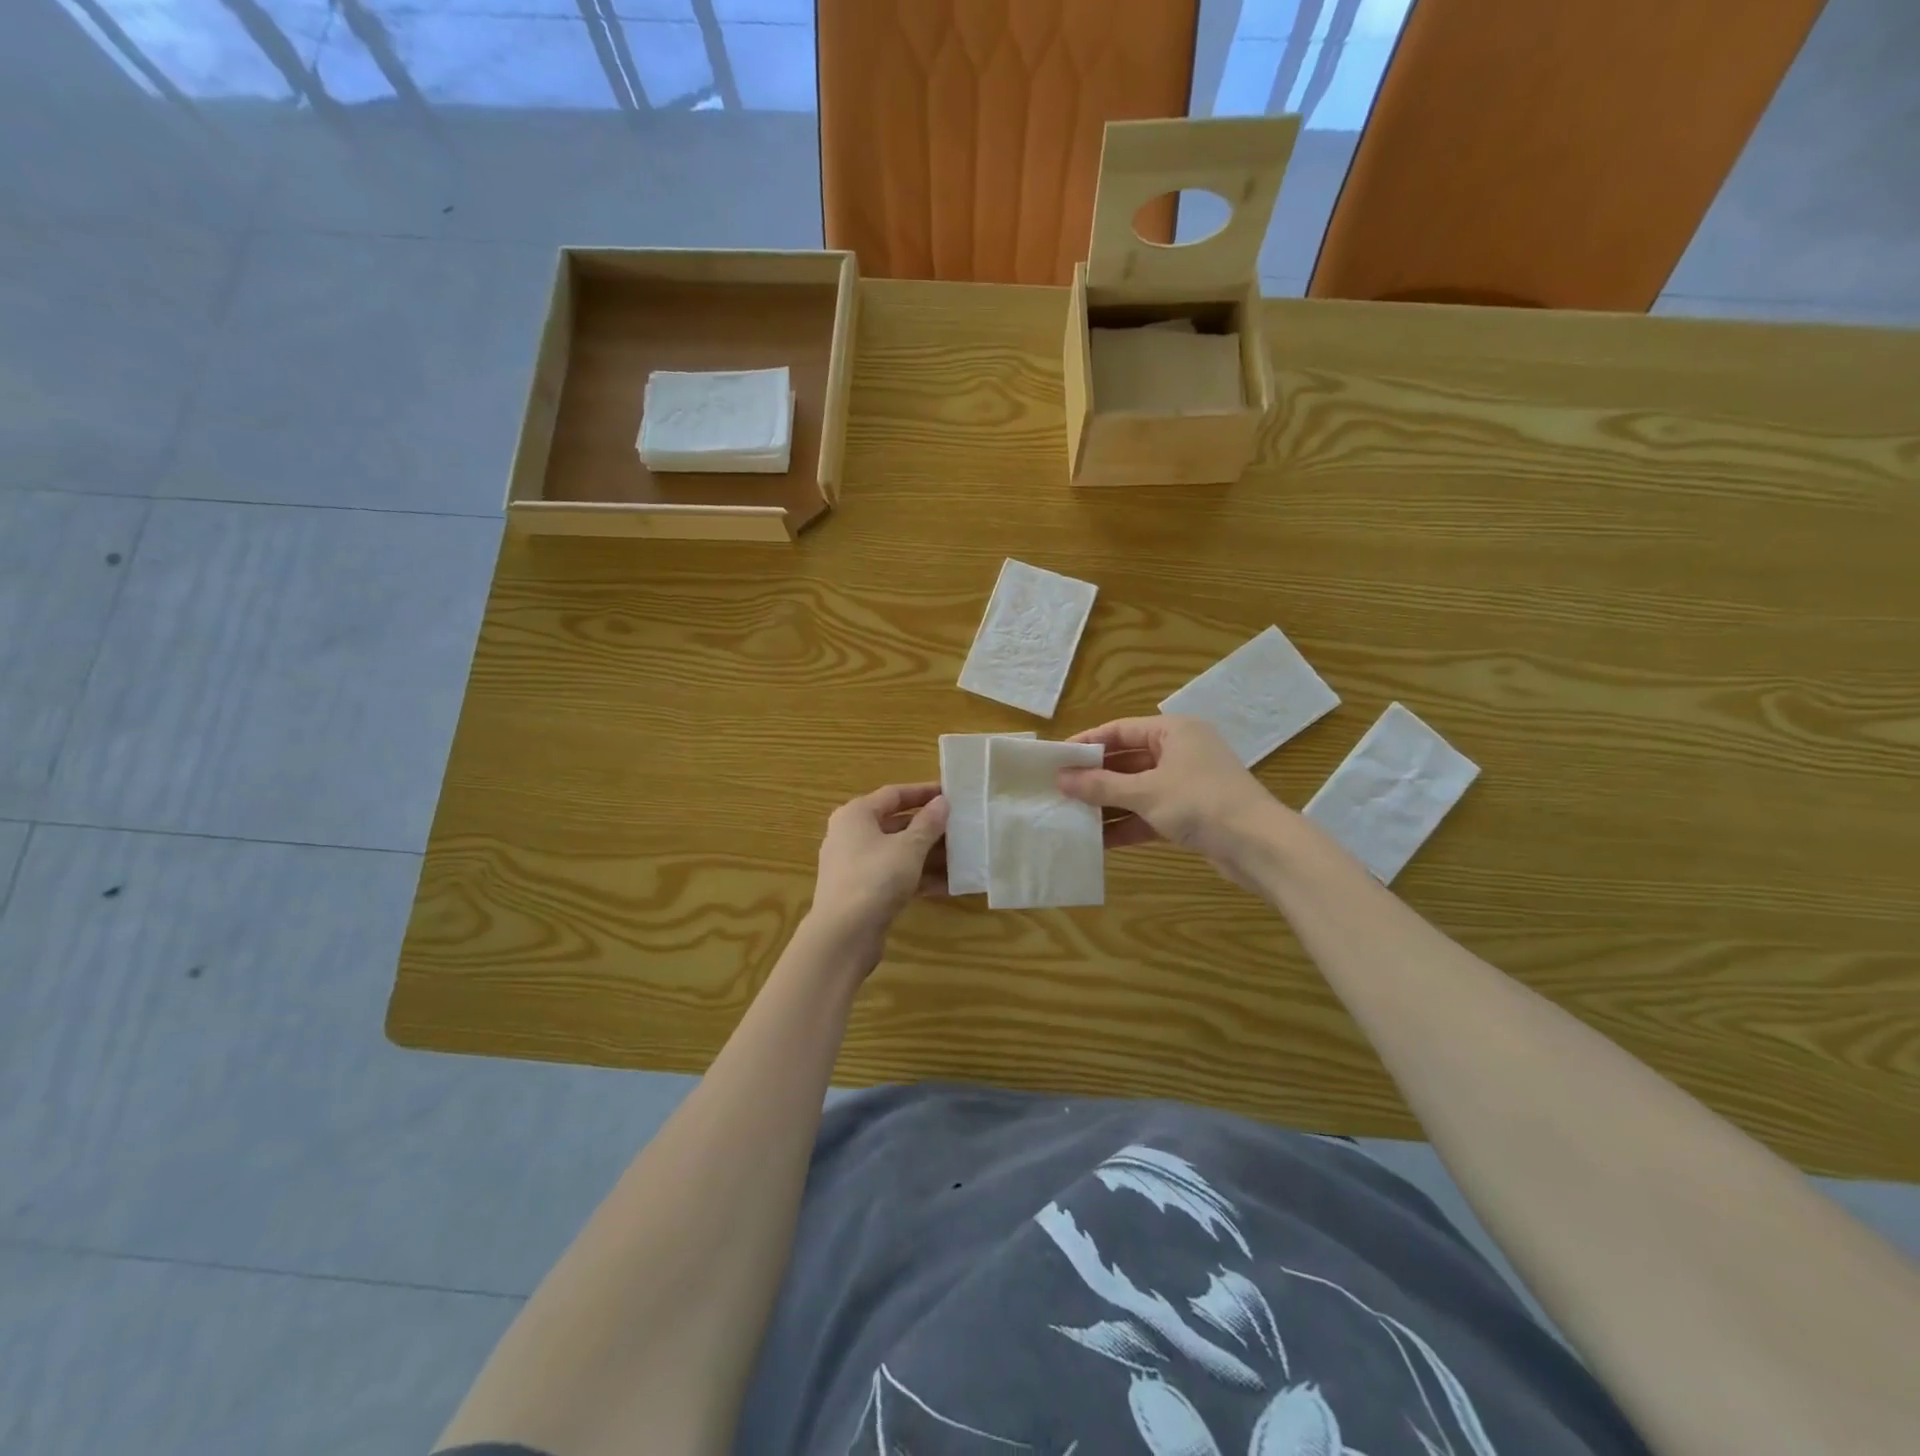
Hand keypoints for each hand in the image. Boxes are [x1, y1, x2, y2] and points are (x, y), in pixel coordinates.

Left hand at [807, 783, 949, 961]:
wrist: (843, 935)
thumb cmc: (875, 878)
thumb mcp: (909, 847)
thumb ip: (928, 823)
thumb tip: (942, 802)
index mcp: (856, 815)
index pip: (894, 794)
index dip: (924, 792)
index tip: (952, 793)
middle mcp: (851, 835)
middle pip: (896, 824)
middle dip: (930, 828)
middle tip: (961, 828)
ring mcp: (855, 865)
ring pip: (897, 852)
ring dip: (928, 855)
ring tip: (962, 857)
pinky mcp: (862, 892)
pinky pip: (894, 876)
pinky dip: (918, 877)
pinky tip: (948, 885)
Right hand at [1057, 716, 1280, 878]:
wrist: (1259, 846)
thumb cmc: (1200, 803)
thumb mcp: (1145, 792)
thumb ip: (1101, 786)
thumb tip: (1061, 779)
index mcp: (1173, 731)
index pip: (1120, 730)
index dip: (1087, 743)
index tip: (1057, 759)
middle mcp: (1180, 751)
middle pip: (1127, 760)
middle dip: (1095, 778)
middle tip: (1059, 790)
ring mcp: (1186, 783)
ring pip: (1136, 789)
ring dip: (1108, 803)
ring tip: (1071, 815)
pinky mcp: (1190, 813)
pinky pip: (1149, 812)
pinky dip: (1127, 823)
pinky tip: (1098, 840)